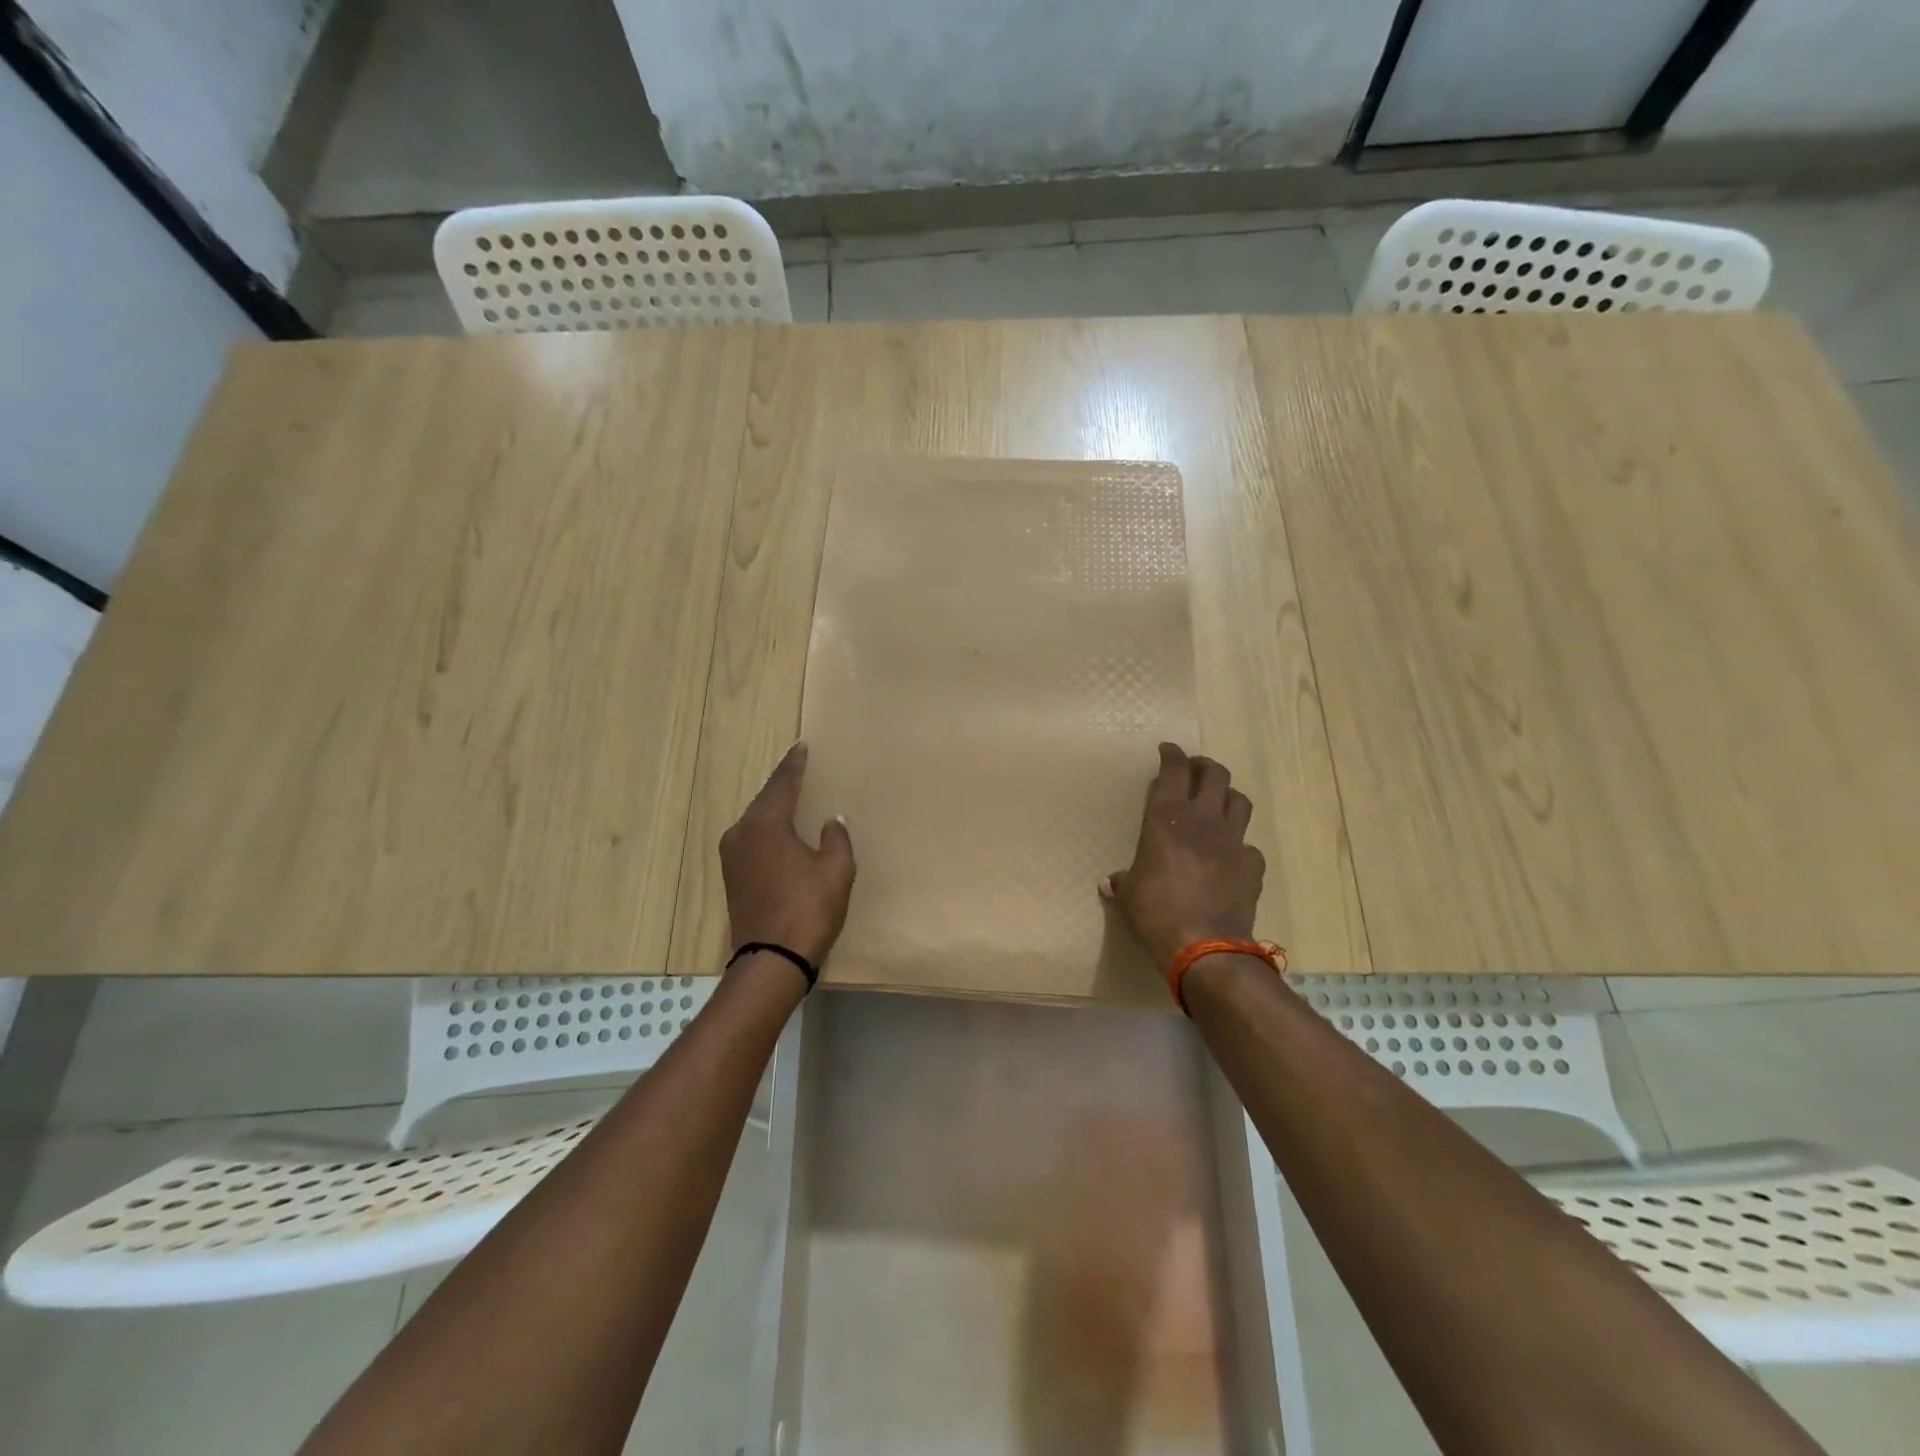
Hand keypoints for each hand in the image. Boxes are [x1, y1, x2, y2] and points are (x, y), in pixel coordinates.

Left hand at [720, 742, 855, 968]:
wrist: (771, 960)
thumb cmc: (808, 910)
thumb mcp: (836, 870)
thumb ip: (835, 839)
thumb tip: (831, 821)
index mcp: (766, 825)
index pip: (782, 784)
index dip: (795, 764)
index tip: (802, 745)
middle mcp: (742, 833)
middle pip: (765, 798)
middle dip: (783, 782)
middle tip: (799, 765)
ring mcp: (731, 856)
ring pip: (756, 819)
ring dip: (773, 805)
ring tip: (792, 793)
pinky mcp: (732, 876)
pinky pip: (752, 838)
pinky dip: (767, 827)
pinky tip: (779, 829)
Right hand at [1105, 742, 1264, 970]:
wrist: (1204, 946)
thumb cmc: (1155, 912)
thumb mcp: (1128, 894)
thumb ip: (1123, 880)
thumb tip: (1112, 881)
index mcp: (1167, 817)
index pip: (1174, 770)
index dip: (1172, 755)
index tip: (1167, 750)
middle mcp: (1203, 819)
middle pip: (1214, 774)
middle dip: (1204, 767)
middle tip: (1195, 771)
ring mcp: (1233, 840)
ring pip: (1240, 800)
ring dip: (1228, 796)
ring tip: (1219, 803)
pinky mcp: (1253, 865)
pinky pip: (1249, 845)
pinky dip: (1240, 845)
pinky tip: (1231, 857)